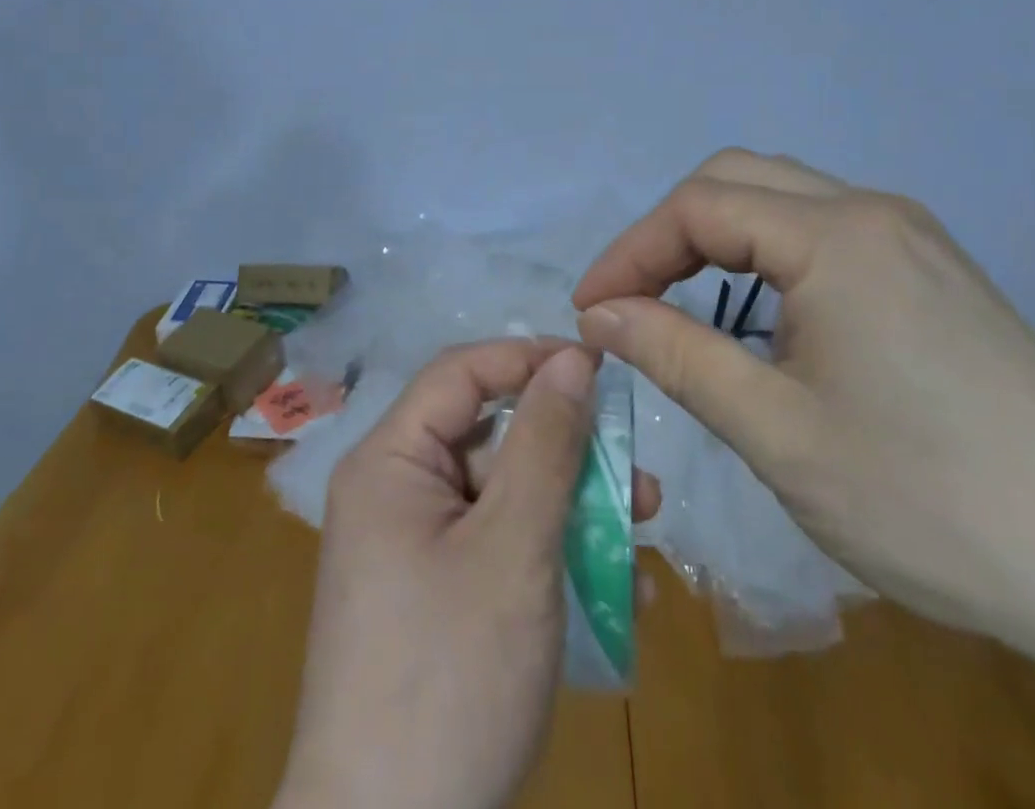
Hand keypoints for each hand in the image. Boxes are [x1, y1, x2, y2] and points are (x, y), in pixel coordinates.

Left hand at [275, 340, 656, 808]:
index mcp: (391, 462)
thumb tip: (573, 358)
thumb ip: (546, 444)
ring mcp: (415, 549)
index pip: (462, 372)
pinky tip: (615, 589)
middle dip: (567, 449)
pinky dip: (551, 556)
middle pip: (490, 437)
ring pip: (504, 497)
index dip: (529, 358)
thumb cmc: (448, 676)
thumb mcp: (513, 548)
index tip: (598, 366)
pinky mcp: (436, 598)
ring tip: (643, 527)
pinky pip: (498, 549)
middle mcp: (396, 492)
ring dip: (572, 507)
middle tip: (636, 467)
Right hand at [571, 148, 1034, 674]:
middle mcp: (875, 213)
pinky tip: (766, 316)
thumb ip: (676, 355)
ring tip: (682, 303)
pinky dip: (768, 255)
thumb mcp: (777, 433)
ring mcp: (914, 239)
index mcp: (837, 237)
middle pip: (739, 180)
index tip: (590, 310)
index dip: (631, 252)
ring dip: (719, 238)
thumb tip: (600, 313)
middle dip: (670, 232)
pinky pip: (826, 231)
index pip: (699, 208)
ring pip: (784, 199)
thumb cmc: (930, 503)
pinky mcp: (936, 273)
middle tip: (631, 299)